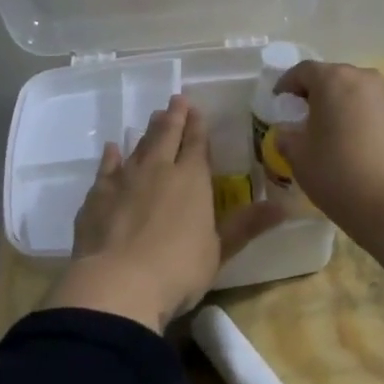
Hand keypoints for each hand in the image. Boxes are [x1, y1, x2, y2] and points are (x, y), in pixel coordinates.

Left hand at [42, 95, 286, 331]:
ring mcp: (125, 180)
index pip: (197, 144)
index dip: (198, 126)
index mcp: (192, 179)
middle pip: (167, 135)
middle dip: (174, 116)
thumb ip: (247, 225)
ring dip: (147, 131)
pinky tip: (112, 148)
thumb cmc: (178, 269)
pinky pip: (107, 168)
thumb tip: (285, 207)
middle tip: (176, 100)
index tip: (197, 109)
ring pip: (139, 146)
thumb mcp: (219, 250)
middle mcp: (159, 169)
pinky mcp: (98, 196)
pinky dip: (111, 156)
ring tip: (152, 117)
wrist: (117, 284)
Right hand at [272, 61, 383, 236]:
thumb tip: (288, 131)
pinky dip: (359, 119)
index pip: (302, 71)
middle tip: (302, 119)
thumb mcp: (299, 157)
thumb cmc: (339, 175)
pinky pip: (373, 109)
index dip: (286, 85)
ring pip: (354, 93)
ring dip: (339, 106)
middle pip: (332, 78)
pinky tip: (355, 146)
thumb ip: (286, 136)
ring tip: (329, 134)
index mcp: (334, 80)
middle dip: (314, 94)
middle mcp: (364, 78)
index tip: (278, 104)